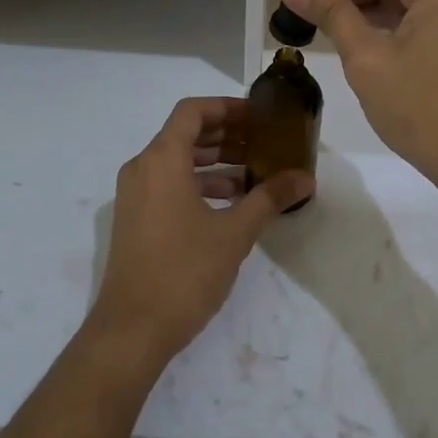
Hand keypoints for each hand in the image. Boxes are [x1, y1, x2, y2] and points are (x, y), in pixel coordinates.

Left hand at [87, 97, 312, 372]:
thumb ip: (270, 198)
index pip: (192, 111)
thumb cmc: (184, 272)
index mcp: (162, 160)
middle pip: (184, 133)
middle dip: (224, 134)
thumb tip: (305, 178)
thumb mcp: (234, 233)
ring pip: (176, 160)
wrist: (132, 330)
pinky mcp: (135, 218)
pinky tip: (230, 202)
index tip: (257, 116)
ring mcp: (134, 194)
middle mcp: (142, 168)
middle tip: (262, 141)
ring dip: (213, 161)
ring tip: (253, 172)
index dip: (225, 107)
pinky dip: (197, 183)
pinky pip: (168, 183)